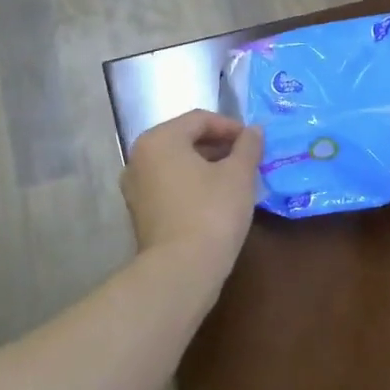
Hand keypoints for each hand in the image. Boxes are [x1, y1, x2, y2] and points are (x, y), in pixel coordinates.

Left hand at [120, 110, 262, 284]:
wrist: (181, 269)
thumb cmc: (211, 212)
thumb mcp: (239, 175)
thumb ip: (248, 146)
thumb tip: (255, 130)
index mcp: (159, 139)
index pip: (199, 119)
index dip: (230, 126)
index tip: (254, 141)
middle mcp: (139, 157)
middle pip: (184, 139)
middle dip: (218, 146)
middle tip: (247, 159)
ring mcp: (135, 186)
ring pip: (176, 164)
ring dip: (206, 166)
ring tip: (235, 179)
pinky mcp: (140, 212)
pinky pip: (169, 185)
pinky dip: (192, 184)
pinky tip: (216, 199)